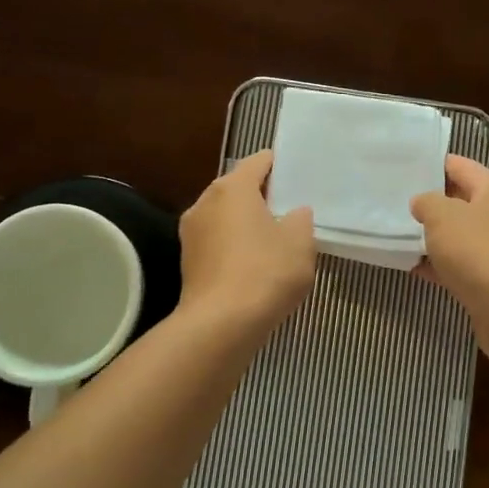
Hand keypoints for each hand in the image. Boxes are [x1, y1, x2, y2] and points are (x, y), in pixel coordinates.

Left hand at [179, 149, 315, 333]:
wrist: (220, 325)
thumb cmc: (265, 272)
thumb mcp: (300, 242)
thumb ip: (300, 219)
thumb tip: (294, 213)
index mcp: (233, 188)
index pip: (259, 161)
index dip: (280, 166)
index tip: (299, 177)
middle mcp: (205, 202)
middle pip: (238, 188)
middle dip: (262, 196)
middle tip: (291, 209)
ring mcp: (191, 232)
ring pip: (225, 216)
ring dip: (246, 223)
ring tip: (274, 239)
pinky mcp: (188, 261)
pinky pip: (217, 241)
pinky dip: (234, 246)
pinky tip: (254, 265)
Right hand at [411, 156, 488, 362]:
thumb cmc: (479, 252)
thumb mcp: (443, 217)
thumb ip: (427, 203)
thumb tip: (423, 203)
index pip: (460, 166)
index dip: (433, 163)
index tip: (403, 166)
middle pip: (460, 202)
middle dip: (430, 202)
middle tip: (394, 201)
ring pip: (459, 236)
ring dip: (432, 237)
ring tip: (396, 234)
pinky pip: (461, 265)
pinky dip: (439, 265)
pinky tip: (412, 268)